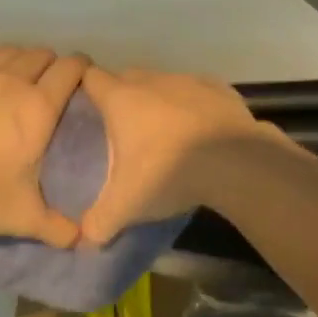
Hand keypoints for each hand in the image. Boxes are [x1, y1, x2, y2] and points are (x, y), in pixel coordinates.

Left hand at [0, 47, 90, 245]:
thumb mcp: (24, 217)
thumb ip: (58, 228)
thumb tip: (83, 241)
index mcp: (39, 107)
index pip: (71, 68)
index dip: (82, 66)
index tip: (83, 74)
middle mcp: (12, 80)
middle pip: (40, 55)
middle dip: (50, 63)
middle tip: (49, 82)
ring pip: (8, 51)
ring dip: (19, 60)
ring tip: (16, 77)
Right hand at [78, 66, 272, 243]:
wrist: (235, 161)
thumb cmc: (169, 172)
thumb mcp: (127, 205)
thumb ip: (100, 221)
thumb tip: (85, 239)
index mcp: (122, 99)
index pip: (91, 78)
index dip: (83, 86)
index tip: (83, 104)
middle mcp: (153, 81)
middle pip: (127, 77)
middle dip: (121, 95)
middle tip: (120, 127)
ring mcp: (189, 81)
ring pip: (164, 83)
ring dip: (159, 100)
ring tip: (163, 132)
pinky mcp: (220, 89)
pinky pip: (198, 92)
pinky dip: (194, 105)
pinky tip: (200, 129)